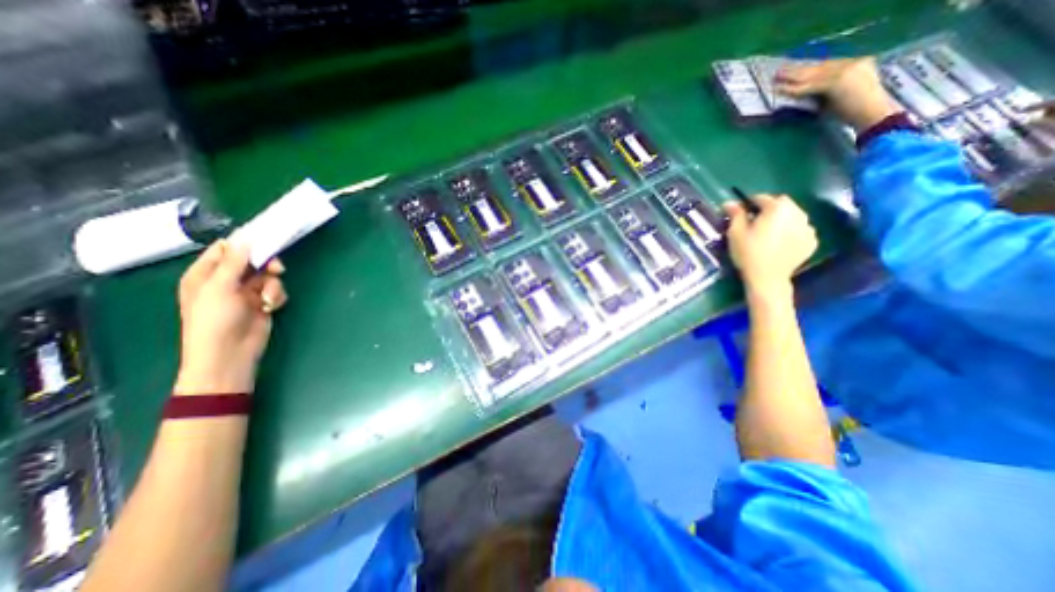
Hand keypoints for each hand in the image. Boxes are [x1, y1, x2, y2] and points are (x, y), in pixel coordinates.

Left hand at [173, 240, 286, 397]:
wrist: (230, 352)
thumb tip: (244, 239)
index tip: (264, 239)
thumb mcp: (220, 288)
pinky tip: (270, 306)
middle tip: (276, 269)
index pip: (225, 250)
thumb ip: (234, 263)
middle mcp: (226, 280)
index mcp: (205, 274)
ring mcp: (245, 292)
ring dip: (273, 285)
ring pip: (268, 276)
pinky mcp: (262, 302)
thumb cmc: (215, 320)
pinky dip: (276, 296)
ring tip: (267, 298)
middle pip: (252, 261)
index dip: (244, 244)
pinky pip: (275, 290)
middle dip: (266, 265)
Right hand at [731, 195, 818, 296]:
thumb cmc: (748, 253)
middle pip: (781, 204)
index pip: (761, 198)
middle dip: (768, 209)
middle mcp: (797, 212)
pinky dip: (791, 231)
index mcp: (777, 208)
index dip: (749, 204)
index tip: (741, 213)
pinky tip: (780, 242)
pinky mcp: (812, 240)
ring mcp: (808, 227)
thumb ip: (735, 214)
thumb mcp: (735, 233)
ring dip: (781, 219)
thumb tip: (730, 202)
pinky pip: (800, 229)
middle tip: (755, 222)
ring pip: (793, 215)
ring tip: (769, 232)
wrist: (768, 278)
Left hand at [772, 54, 896, 131]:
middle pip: (819, 66)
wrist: (873, 115)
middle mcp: (853, 63)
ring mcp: (846, 70)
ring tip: (775, 79)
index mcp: (858, 64)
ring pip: (812, 74)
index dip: (808, 68)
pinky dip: (793, 89)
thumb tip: (804, 94)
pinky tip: (780, 90)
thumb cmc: (855, 113)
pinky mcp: (837, 81)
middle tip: (779, 72)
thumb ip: (823, 93)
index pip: (827, 65)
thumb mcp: (837, 98)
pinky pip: (810, 86)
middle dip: (797, 70)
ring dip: (791, 77)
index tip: (792, 70)